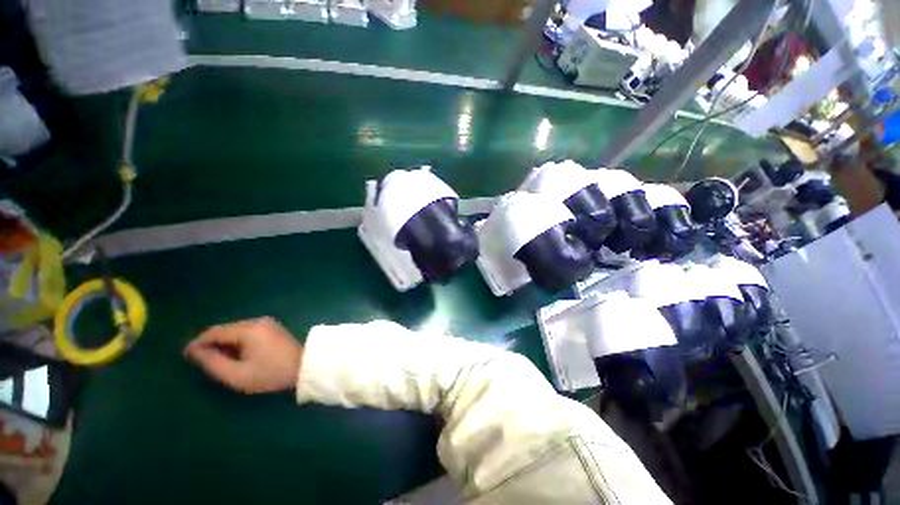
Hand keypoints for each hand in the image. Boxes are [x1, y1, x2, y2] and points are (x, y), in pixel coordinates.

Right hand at [184, 317, 302, 393]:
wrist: (303, 367)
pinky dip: (236, 341)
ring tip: (217, 360)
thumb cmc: (270, 374)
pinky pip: (247, 332)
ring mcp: (267, 323)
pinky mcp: (272, 328)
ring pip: (236, 330)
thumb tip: (195, 352)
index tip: (186, 356)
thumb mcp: (237, 375)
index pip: (215, 331)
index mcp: (249, 330)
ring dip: (224, 342)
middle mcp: (258, 321)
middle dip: (211, 343)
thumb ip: (213, 363)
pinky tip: (235, 354)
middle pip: (226, 329)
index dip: (198, 342)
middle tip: (200, 360)